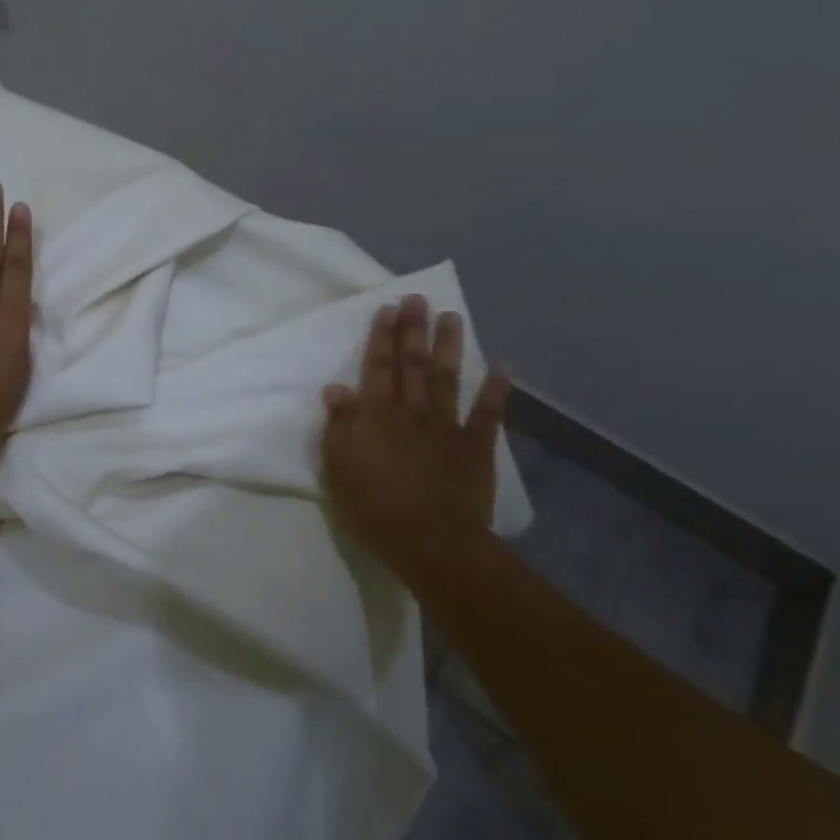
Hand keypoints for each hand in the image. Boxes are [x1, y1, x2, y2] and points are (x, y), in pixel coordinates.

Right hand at [319, 295, 510, 549]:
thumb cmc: (373, 506)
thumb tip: (336, 388)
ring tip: (452, 317)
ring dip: (449, 346)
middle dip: (414, 329)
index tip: (388, 308)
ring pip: (447, 378)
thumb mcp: (338, 466)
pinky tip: (503, 365)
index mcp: (376, 414)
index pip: (378, 366)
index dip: (382, 336)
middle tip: (419, 299)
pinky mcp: (476, 447)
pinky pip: (488, 413)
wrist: (430, 541)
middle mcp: (411, 410)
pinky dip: (496, 388)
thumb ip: (338, 425)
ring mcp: (447, 426)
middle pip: (412, 363)